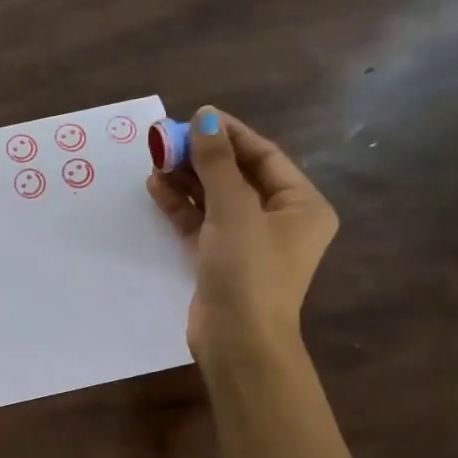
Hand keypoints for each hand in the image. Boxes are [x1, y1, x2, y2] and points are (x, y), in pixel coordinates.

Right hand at [147, 105, 361, 457]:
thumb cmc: (248, 270)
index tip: (195, 116)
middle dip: (203, 156)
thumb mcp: (233, 210)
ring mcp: (249, 241)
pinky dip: (181, 206)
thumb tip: (204, 118)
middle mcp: (280, 220)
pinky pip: (201, 222)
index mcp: (301, 205)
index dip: (229, 134)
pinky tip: (157, 187)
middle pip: (238, 175)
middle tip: (167, 138)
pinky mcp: (222, 259)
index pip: (264, 156)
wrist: (238, 340)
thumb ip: (217, 164)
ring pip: (216, 198)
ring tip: (156, 159)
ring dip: (188, 179)